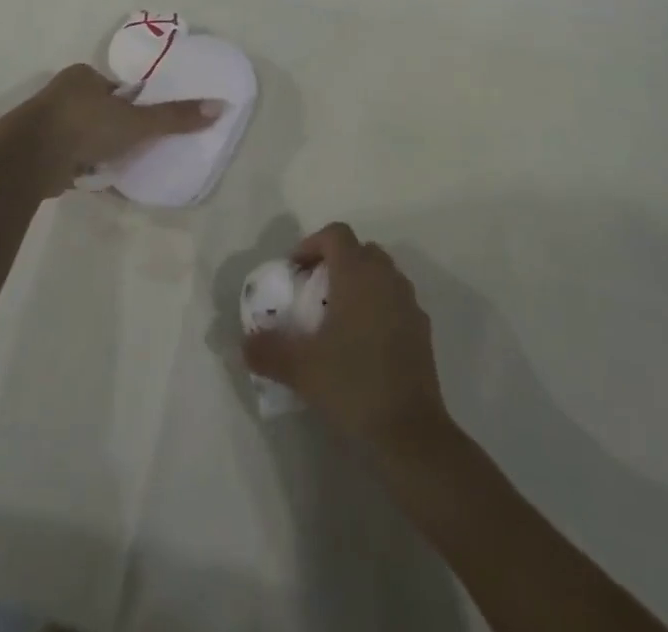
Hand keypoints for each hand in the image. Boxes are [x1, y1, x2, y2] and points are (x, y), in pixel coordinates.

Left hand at [5, 64, 219, 196]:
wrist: (28, 159)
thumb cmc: (85, 127)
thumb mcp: (137, 122)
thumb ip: (174, 117)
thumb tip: (219, 106)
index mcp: (83, 75)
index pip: (116, 89)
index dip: (131, 106)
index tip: (141, 127)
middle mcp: (60, 92)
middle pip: (98, 111)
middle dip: (112, 130)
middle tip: (129, 150)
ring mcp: (43, 121)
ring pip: (80, 134)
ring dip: (94, 149)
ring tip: (110, 168)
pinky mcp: (32, 149)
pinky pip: (64, 155)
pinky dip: (76, 165)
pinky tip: (88, 179)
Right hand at [244, 222, 450, 455]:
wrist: (411, 434)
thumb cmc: (353, 385)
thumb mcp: (300, 369)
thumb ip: (267, 350)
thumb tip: (244, 343)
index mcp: (358, 274)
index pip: (336, 234)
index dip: (312, 244)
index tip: (295, 271)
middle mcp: (386, 278)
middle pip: (360, 250)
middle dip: (335, 262)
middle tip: (313, 291)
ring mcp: (409, 303)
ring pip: (381, 274)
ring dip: (358, 284)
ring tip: (336, 318)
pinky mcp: (423, 330)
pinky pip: (396, 301)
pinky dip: (378, 307)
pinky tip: (363, 344)